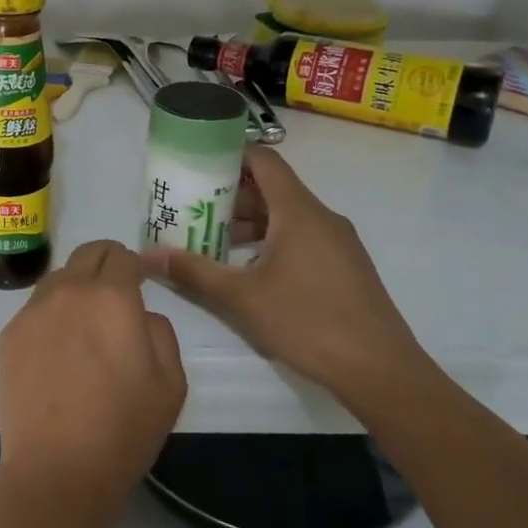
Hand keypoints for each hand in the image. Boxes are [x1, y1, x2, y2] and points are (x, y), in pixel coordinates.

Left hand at [0, 240, 186, 527]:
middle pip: (87, 254)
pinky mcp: (9, 334)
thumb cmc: (123, 429)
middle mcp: (68, 292)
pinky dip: (52, 315)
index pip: (121, 254)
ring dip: (76, 288)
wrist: (57, 470)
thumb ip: (160, 331)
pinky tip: (58, 352)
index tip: (141, 284)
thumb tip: (139, 314)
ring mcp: (33, 311)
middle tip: (116, 296)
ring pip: (58, 278)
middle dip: (106, 265)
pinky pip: (36, 308)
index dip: (135, 265)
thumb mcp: (171, 382)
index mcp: (111, 297)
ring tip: (85, 326)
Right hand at [140, 146, 436, 408]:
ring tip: (213, 244)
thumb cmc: (307, 322)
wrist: (380, 370)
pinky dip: (272, 242)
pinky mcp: (346, 267)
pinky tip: (250, 272)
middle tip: (193, 211)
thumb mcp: (240, 298)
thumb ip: (193, 272)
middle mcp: (322, 217)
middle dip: (231, 196)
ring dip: (250, 224)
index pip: (264, 161)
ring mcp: (338, 243)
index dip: (230, 156)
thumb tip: (147, 255)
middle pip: (272, 189)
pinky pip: (302, 238)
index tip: (197, 166)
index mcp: (299, 211)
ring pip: (287, 216)